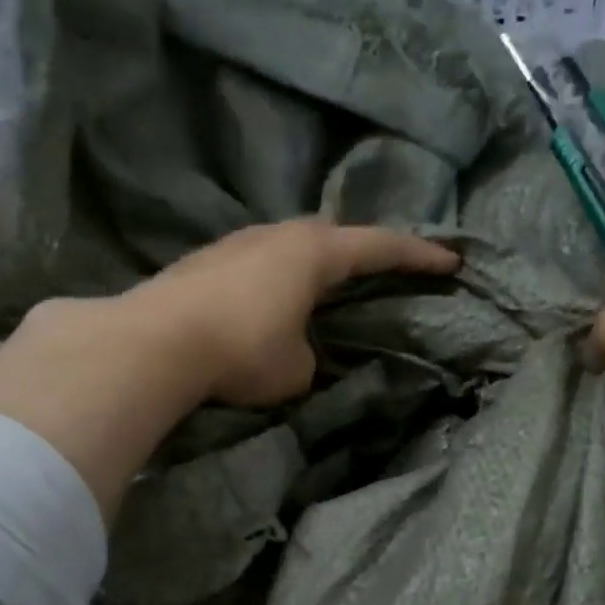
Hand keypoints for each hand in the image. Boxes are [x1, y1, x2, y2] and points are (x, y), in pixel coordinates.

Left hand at [126, 220, 460, 406]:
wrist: (154, 343)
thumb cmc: (243, 350)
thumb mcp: (297, 369)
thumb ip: (311, 354)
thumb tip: (297, 350)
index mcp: (314, 253)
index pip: (380, 247)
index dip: (418, 255)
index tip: (451, 261)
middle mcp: (277, 236)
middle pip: (333, 235)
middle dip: (362, 250)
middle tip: (381, 268)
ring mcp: (237, 243)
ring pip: (290, 246)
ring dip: (313, 264)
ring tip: (324, 287)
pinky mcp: (205, 262)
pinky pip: (259, 263)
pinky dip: (277, 278)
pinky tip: (269, 301)